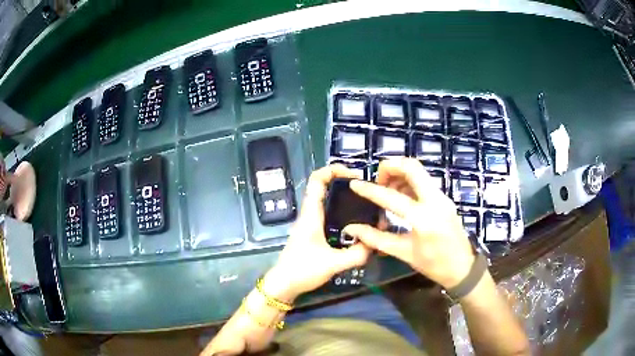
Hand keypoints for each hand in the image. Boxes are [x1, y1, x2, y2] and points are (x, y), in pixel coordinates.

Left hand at [262, 165, 371, 301]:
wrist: (283, 285)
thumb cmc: (302, 270)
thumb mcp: (334, 263)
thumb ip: (357, 254)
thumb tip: (375, 243)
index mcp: (311, 214)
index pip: (317, 179)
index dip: (334, 169)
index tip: (355, 175)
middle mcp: (310, 214)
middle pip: (325, 187)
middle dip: (345, 183)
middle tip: (367, 191)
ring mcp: (311, 223)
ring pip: (328, 202)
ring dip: (345, 199)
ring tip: (367, 206)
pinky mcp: (314, 234)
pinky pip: (330, 216)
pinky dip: (344, 214)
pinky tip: (358, 225)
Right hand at [343, 158, 474, 289]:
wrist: (463, 267)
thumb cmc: (434, 265)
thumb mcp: (404, 253)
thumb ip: (376, 238)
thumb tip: (352, 229)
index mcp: (423, 218)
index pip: (391, 196)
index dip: (369, 190)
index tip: (354, 184)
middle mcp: (435, 200)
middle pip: (412, 167)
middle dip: (390, 167)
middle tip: (377, 180)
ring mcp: (442, 197)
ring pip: (419, 171)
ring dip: (400, 173)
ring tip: (387, 189)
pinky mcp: (444, 198)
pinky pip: (424, 181)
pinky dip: (409, 182)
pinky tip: (400, 196)